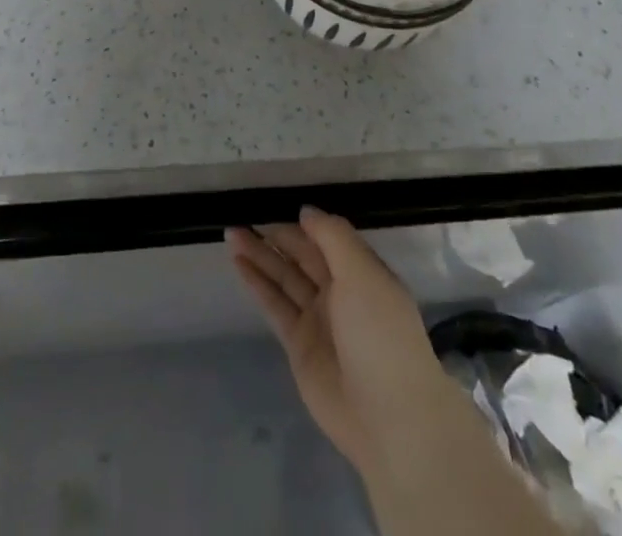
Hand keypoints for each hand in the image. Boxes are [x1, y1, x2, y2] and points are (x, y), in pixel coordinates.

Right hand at [226, 208, 461, 481]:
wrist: (390, 420)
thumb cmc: (381, 335)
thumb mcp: (362, 274)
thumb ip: (332, 237)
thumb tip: (305, 211)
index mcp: (361, 273)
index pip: (326, 238)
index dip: (301, 222)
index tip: (272, 202)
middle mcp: (340, 292)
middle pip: (301, 255)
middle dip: (274, 235)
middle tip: (241, 215)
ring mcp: (318, 320)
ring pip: (284, 277)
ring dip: (259, 255)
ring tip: (231, 233)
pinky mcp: (299, 346)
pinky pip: (275, 305)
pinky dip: (257, 283)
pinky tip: (238, 263)